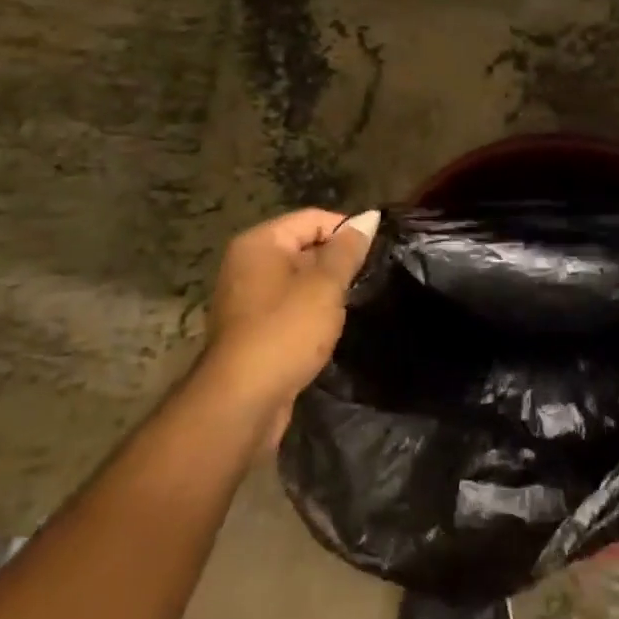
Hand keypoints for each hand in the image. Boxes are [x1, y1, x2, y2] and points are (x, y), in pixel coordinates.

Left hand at [201, 207, 379, 436]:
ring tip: (353, 302)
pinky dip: (310, 311)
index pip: (313, 218)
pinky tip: (330, 327)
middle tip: (368, 279)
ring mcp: (246, 297)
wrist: (241, 401)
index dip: (348, 231)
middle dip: (337, 261)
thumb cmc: (286, 331)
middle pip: (304, 246)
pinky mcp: (251, 328)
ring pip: (299, 279)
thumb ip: (348, 250)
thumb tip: (370, 217)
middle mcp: (247, 263)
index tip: (377, 252)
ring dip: (326, 289)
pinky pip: (289, 305)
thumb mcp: (325, 285)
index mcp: (260, 243)